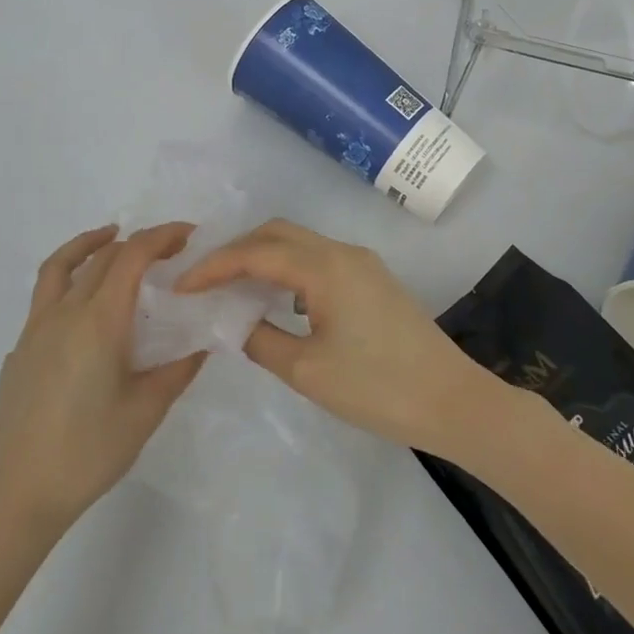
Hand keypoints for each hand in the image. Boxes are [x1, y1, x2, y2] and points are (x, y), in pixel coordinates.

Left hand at [0, 223, 203, 546]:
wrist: (16, 497)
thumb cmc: (88, 452)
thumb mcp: (146, 411)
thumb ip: (178, 369)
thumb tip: (204, 342)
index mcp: (99, 320)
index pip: (132, 256)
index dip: (161, 236)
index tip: (188, 234)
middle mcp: (64, 313)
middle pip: (102, 257)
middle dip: (138, 242)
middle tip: (169, 250)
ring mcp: (34, 330)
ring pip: (61, 267)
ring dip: (90, 245)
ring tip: (110, 238)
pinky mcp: (18, 351)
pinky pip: (46, 299)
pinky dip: (70, 282)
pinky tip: (84, 313)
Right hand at [174, 219, 500, 454]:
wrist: (451, 400)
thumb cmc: (377, 388)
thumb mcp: (308, 371)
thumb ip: (261, 340)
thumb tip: (234, 322)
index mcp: (325, 267)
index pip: (256, 253)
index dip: (214, 265)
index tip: (182, 285)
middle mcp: (342, 252)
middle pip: (277, 233)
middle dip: (236, 250)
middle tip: (204, 280)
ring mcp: (361, 263)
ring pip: (299, 243)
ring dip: (262, 257)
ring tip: (231, 288)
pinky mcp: (372, 279)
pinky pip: (318, 260)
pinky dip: (288, 270)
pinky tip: (275, 300)